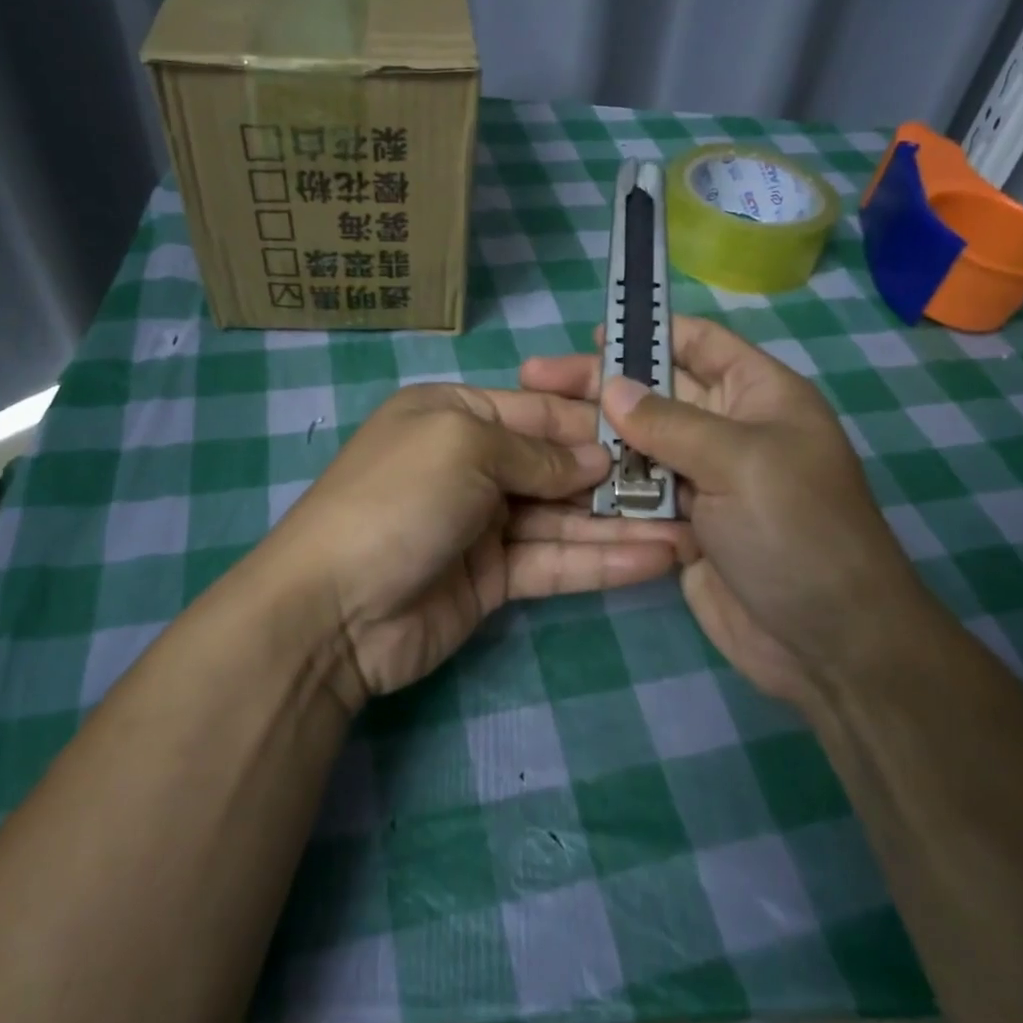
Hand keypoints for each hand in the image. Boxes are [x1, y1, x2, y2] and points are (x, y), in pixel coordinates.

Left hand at [261, 384, 688, 708]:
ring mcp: (484, 524)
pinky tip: (655, 560)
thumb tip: (597, 457)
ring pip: (564, 518)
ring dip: (622, 524)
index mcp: (457, 413)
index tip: (656, 433)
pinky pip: (555, 562)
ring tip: (690, 530)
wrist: (332, 611)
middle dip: (618, 476)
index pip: (541, 411)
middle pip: (558, 464)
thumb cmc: (398, 500)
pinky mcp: (494, 579)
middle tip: (688, 487)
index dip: (596, 423)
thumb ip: (536, 451)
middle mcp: (472, 463)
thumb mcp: (464, 446)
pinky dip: (601, 561)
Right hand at [521, 318, 935, 701]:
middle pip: (657, 392)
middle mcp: (730, 430)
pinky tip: (557, 478)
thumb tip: (611, 387)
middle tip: (536, 378)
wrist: (829, 644)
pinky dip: (603, 487)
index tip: (593, 335)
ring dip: (594, 437)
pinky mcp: (683, 525)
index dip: (650, 332)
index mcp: (760, 396)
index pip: (701, 343)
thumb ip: (670, 422)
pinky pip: (636, 494)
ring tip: (536, 427)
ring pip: (640, 445)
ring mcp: (705, 480)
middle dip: (601, 384)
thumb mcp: (741, 461)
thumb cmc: (798, 531)